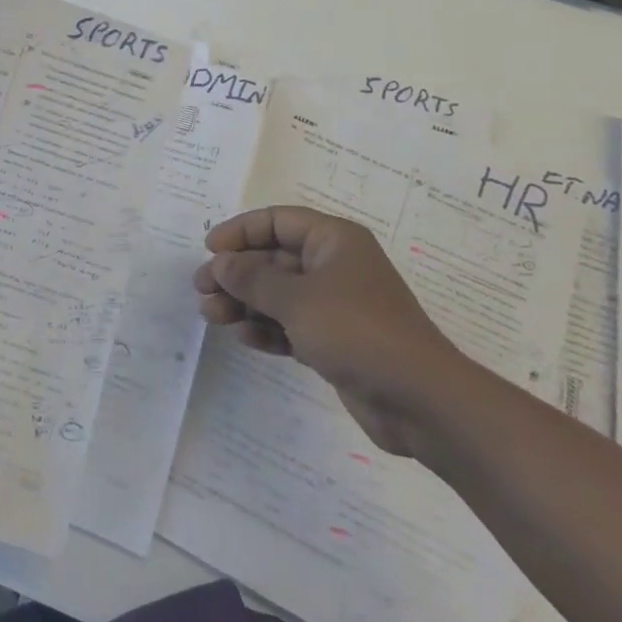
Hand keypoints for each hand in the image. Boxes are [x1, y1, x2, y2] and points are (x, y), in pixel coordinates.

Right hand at [194, 206, 479, 456]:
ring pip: (279, 294)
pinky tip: (244, 338)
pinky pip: (291, 325)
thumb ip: (252, 278)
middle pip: (274, 259)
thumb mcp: (296, 299)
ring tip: (212, 317)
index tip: (209, 250)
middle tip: (201, 290)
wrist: (420, 401)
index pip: (277, 221)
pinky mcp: (335, 341)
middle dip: (236, 274)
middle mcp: (334, 266)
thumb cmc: (357, 331)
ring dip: (245, 303)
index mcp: (333, 240)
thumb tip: (219, 263)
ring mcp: (336, 305)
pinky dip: (267, 328)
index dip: (241, 231)